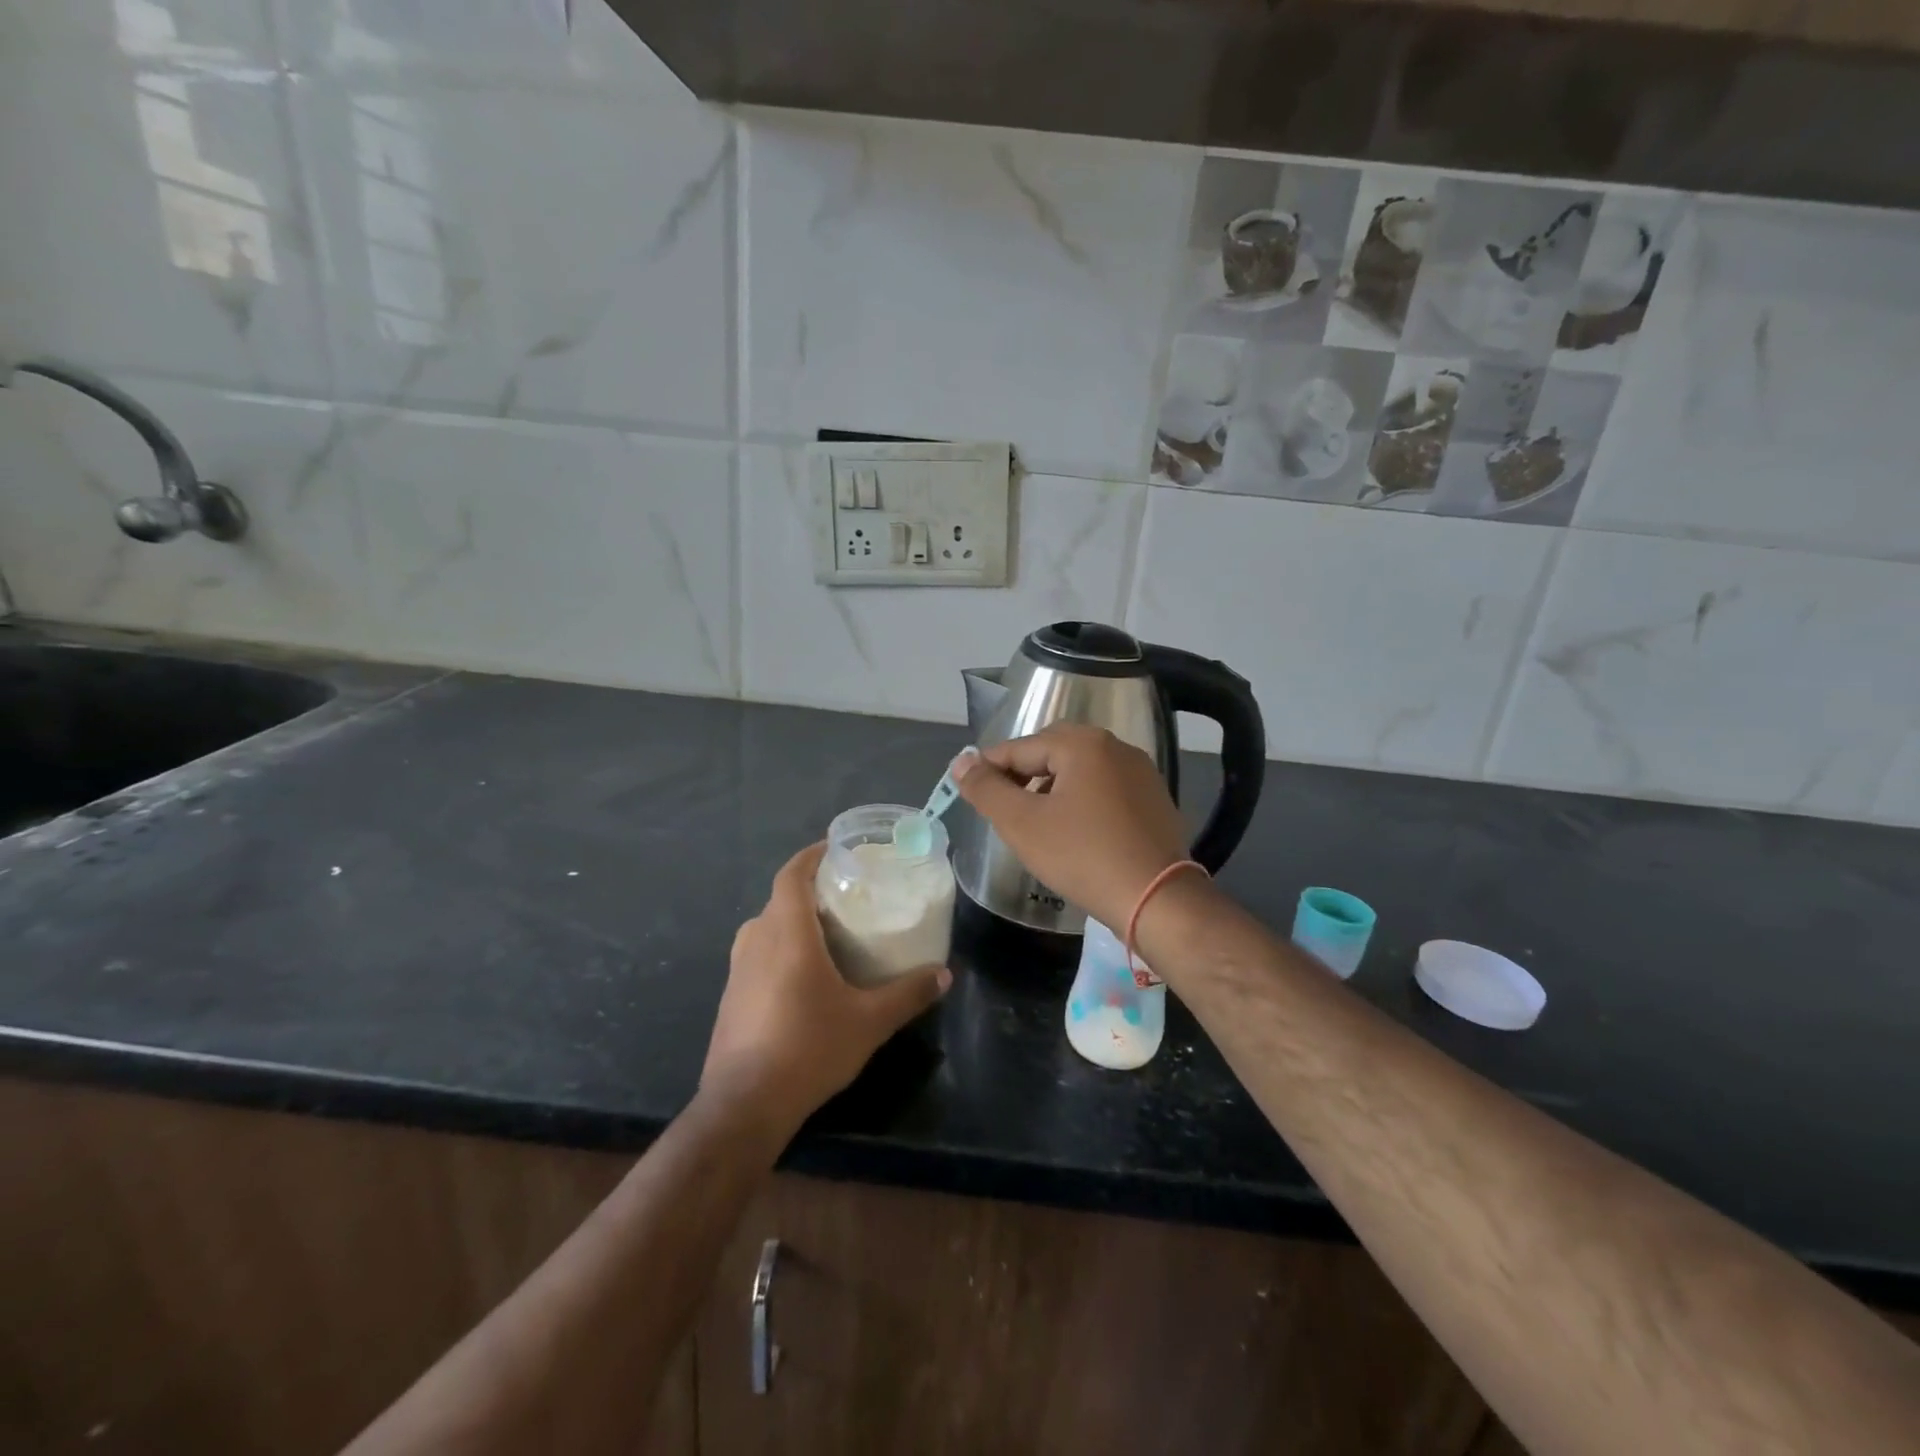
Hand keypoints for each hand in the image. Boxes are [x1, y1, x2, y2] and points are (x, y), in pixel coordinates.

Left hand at [701, 843, 949, 1143]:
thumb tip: (945, 975)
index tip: (836, 848)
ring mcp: (738, 969)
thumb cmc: (809, 1048)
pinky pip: (758, 953)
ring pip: (767, 927)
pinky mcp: (731, 995)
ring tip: (830, 931)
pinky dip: (780, 947)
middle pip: (781, 898)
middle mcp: (757, 940)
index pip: (792, 874)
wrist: (744, 1105)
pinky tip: (804, 975)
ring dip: (794, 920)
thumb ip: (908, 994)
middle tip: (847, 895)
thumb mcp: (869, 1021)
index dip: (811, 856)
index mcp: (787, 933)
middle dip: (811, 890)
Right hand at [952, 725, 1189, 930]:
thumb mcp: (1022, 823)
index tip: (969, 790)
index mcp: (1083, 744)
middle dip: (1023, 773)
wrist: (1156, 899)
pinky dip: (1081, 799)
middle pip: (1053, 751)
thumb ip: (986, 789)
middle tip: (1002, 805)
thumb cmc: (1082, 856)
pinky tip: (1073, 830)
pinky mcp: (1154, 799)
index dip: (989, 767)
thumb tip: (961, 763)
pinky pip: (1105, 787)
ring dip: (1051, 786)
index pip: (1021, 747)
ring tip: (1035, 820)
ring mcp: (1140, 772)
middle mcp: (1115, 747)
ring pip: (1080, 769)